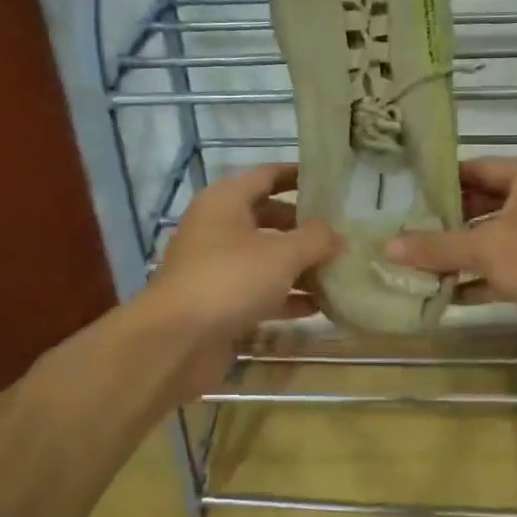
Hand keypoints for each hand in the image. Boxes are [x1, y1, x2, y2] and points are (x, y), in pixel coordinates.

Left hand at [140, 164, 338, 397]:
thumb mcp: (282, 255)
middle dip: (303, 226)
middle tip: (340, 232)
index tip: (331, 181)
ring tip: (337, 271)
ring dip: (298, 265)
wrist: (176, 341)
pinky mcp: (218, 302)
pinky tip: (317, 307)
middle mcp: (217, 227)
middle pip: (267, 217)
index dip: (298, 175)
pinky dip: (285, 296)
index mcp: (225, 201)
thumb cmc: (230, 280)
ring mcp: (215, 266)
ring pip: (264, 257)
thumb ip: (315, 239)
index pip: (267, 175)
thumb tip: (337, 235)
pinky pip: (258, 290)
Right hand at [385, 158, 516, 331]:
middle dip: (450, 223)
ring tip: (426, 265)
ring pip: (502, 234)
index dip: (441, 184)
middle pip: (488, 202)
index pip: (477, 169)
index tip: (408, 199)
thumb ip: (436, 247)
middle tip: (412, 234)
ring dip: (468, 252)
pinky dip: (491, 273)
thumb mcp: (487, 251)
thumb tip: (387, 247)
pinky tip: (457, 293)